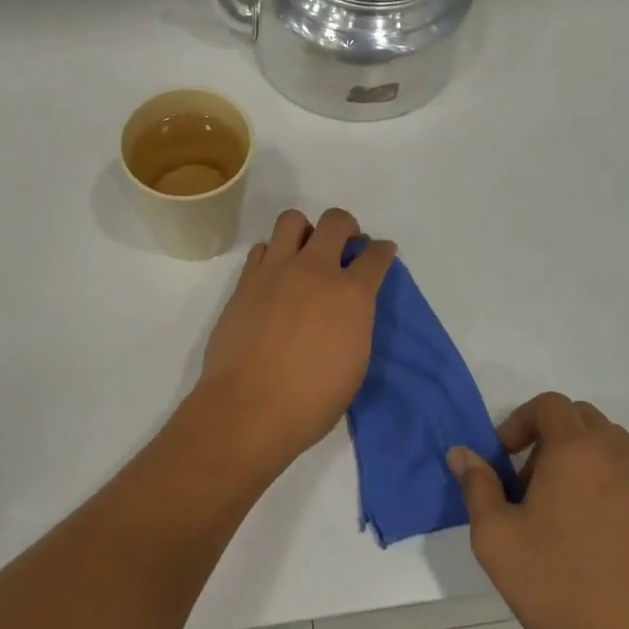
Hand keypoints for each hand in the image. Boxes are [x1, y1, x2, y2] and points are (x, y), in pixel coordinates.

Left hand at [191, 208, 395, 476]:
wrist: (250, 407)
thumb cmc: (312, 401)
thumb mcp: (354, 363)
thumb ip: (355, 323)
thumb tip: (347, 309)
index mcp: (352, 295)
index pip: (376, 256)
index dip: (382, 251)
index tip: (381, 253)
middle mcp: (316, 271)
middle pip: (336, 221)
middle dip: (346, 227)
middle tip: (344, 245)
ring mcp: (277, 270)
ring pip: (292, 220)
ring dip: (305, 231)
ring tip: (305, 253)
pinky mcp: (246, 280)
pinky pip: (262, 248)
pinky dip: (273, 255)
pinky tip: (275, 276)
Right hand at [448, 394, 628, 628]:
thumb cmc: (563, 588)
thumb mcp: (497, 539)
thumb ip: (477, 487)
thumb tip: (462, 453)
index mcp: (576, 451)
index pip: (549, 405)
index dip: (519, 421)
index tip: (503, 459)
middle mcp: (616, 456)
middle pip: (581, 418)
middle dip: (548, 436)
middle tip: (526, 481)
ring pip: (607, 445)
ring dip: (577, 457)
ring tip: (554, 507)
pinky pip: (626, 476)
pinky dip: (601, 482)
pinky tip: (585, 534)